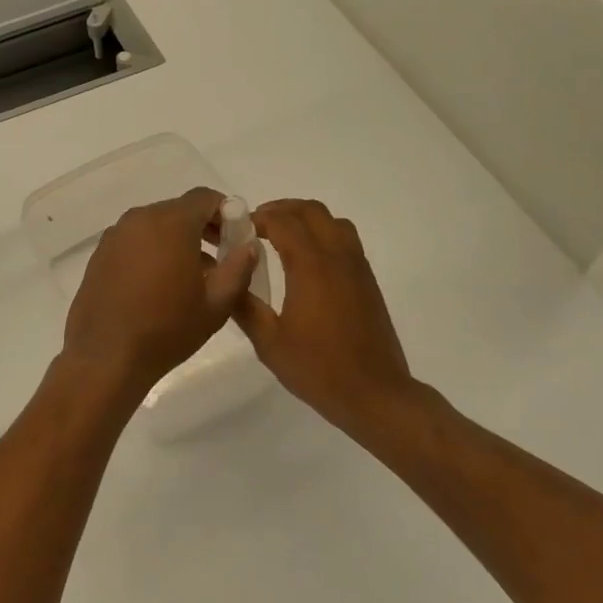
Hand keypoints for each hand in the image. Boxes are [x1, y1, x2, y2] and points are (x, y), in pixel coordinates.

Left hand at [61, 187, 261, 400]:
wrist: (106, 357)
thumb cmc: (167, 330)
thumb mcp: (217, 304)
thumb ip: (239, 267)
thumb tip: (249, 245)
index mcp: (170, 223)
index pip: (204, 197)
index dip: (226, 212)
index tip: (235, 238)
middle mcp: (139, 220)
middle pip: (178, 210)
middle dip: (202, 227)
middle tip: (219, 259)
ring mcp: (114, 236)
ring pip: (155, 226)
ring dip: (176, 241)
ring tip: (190, 277)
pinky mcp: (99, 255)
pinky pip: (134, 241)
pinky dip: (151, 251)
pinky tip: (157, 286)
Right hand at [233, 200, 423, 442]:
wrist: (374, 393)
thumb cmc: (318, 369)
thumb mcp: (268, 342)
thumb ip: (245, 306)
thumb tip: (228, 279)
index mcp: (311, 267)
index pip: (283, 222)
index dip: (258, 218)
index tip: (238, 228)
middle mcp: (337, 257)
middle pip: (311, 211)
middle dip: (282, 209)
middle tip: (257, 225)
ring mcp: (357, 267)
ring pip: (333, 221)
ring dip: (306, 218)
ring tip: (282, 236)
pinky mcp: (368, 281)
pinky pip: (346, 240)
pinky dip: (324, 234)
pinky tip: (307, 261)